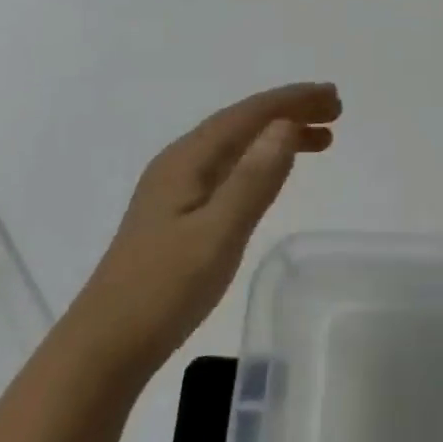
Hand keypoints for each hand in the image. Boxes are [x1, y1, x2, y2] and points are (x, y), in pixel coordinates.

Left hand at [77, 82, 340, 373]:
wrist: (106, 346)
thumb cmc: (164, 289)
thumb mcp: (218, 233)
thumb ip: (254, 179)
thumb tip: (286, 125)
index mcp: (187, 159)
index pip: (247, 114)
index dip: (291, 100)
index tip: (332, 96)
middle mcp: (180, 163)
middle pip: (242, 124)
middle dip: (289, 111)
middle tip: (336, 111)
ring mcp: (176, 188)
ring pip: (237, 146)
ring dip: (278, 136)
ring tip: (323, 140)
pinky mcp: (179, 213)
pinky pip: (230, 168)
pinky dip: (261, 161)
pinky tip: (274, 172)